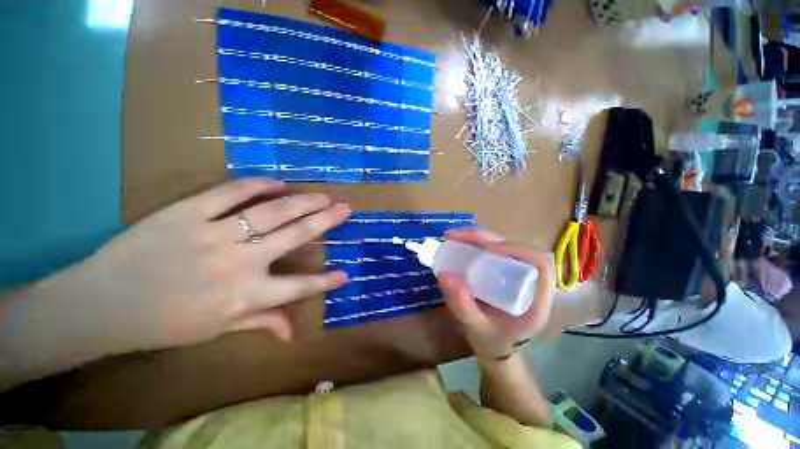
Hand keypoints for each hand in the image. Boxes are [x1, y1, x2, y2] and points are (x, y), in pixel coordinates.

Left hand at [32, 178, 350, 354]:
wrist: (101, 304)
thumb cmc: (162, 323)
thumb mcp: (215, 329)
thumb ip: (260, 322)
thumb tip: (292, 332)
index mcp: (244, 296)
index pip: (298, 289)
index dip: (325, 282)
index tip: (345, 274)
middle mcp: (238, 262)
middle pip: (294, 236)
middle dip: (326, 222)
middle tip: (345, 209)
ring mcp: (213, 234)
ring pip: (271, 211)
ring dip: (304, 202)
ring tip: (324, 196)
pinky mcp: (187, 213)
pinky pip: (230, 193)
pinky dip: (258, 185)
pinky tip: (278, 183)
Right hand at [437, 228, 554, 360]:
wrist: (496, 347)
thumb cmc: (492, 342)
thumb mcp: (476, 328)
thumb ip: (462, 306)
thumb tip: (443, 274)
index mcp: (537, 299)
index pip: (539, 262)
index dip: (515, 249)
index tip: (486, 249)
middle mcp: (532, 281)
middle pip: (519, 246)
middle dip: (487, 238)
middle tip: (457, 236)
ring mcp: (519, 273)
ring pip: (506, 244)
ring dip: (481, 237)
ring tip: (455, 236)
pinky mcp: (506, 269)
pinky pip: (495, 249)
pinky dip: (478, 242)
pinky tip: (462, 243)